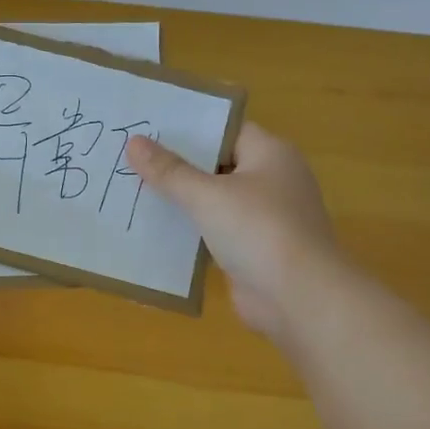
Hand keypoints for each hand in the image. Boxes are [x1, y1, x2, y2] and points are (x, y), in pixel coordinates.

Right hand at [126, 121, 338, 338]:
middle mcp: (271, 181)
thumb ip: (169, 171)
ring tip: (133, 191)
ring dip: (181, 201)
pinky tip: (153, 231)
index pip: (225, 130)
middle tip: (130, 158)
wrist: (299, 298)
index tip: (148, 129)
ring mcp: (264, 218)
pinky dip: (190, 231)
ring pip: (214, 201)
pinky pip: (215, 232)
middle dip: (177, 166)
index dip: (188, 130)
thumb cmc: (258, 230)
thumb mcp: (207, 195)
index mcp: (270, 154)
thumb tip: (134, 142)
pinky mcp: (253, 250)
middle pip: (217, 165)